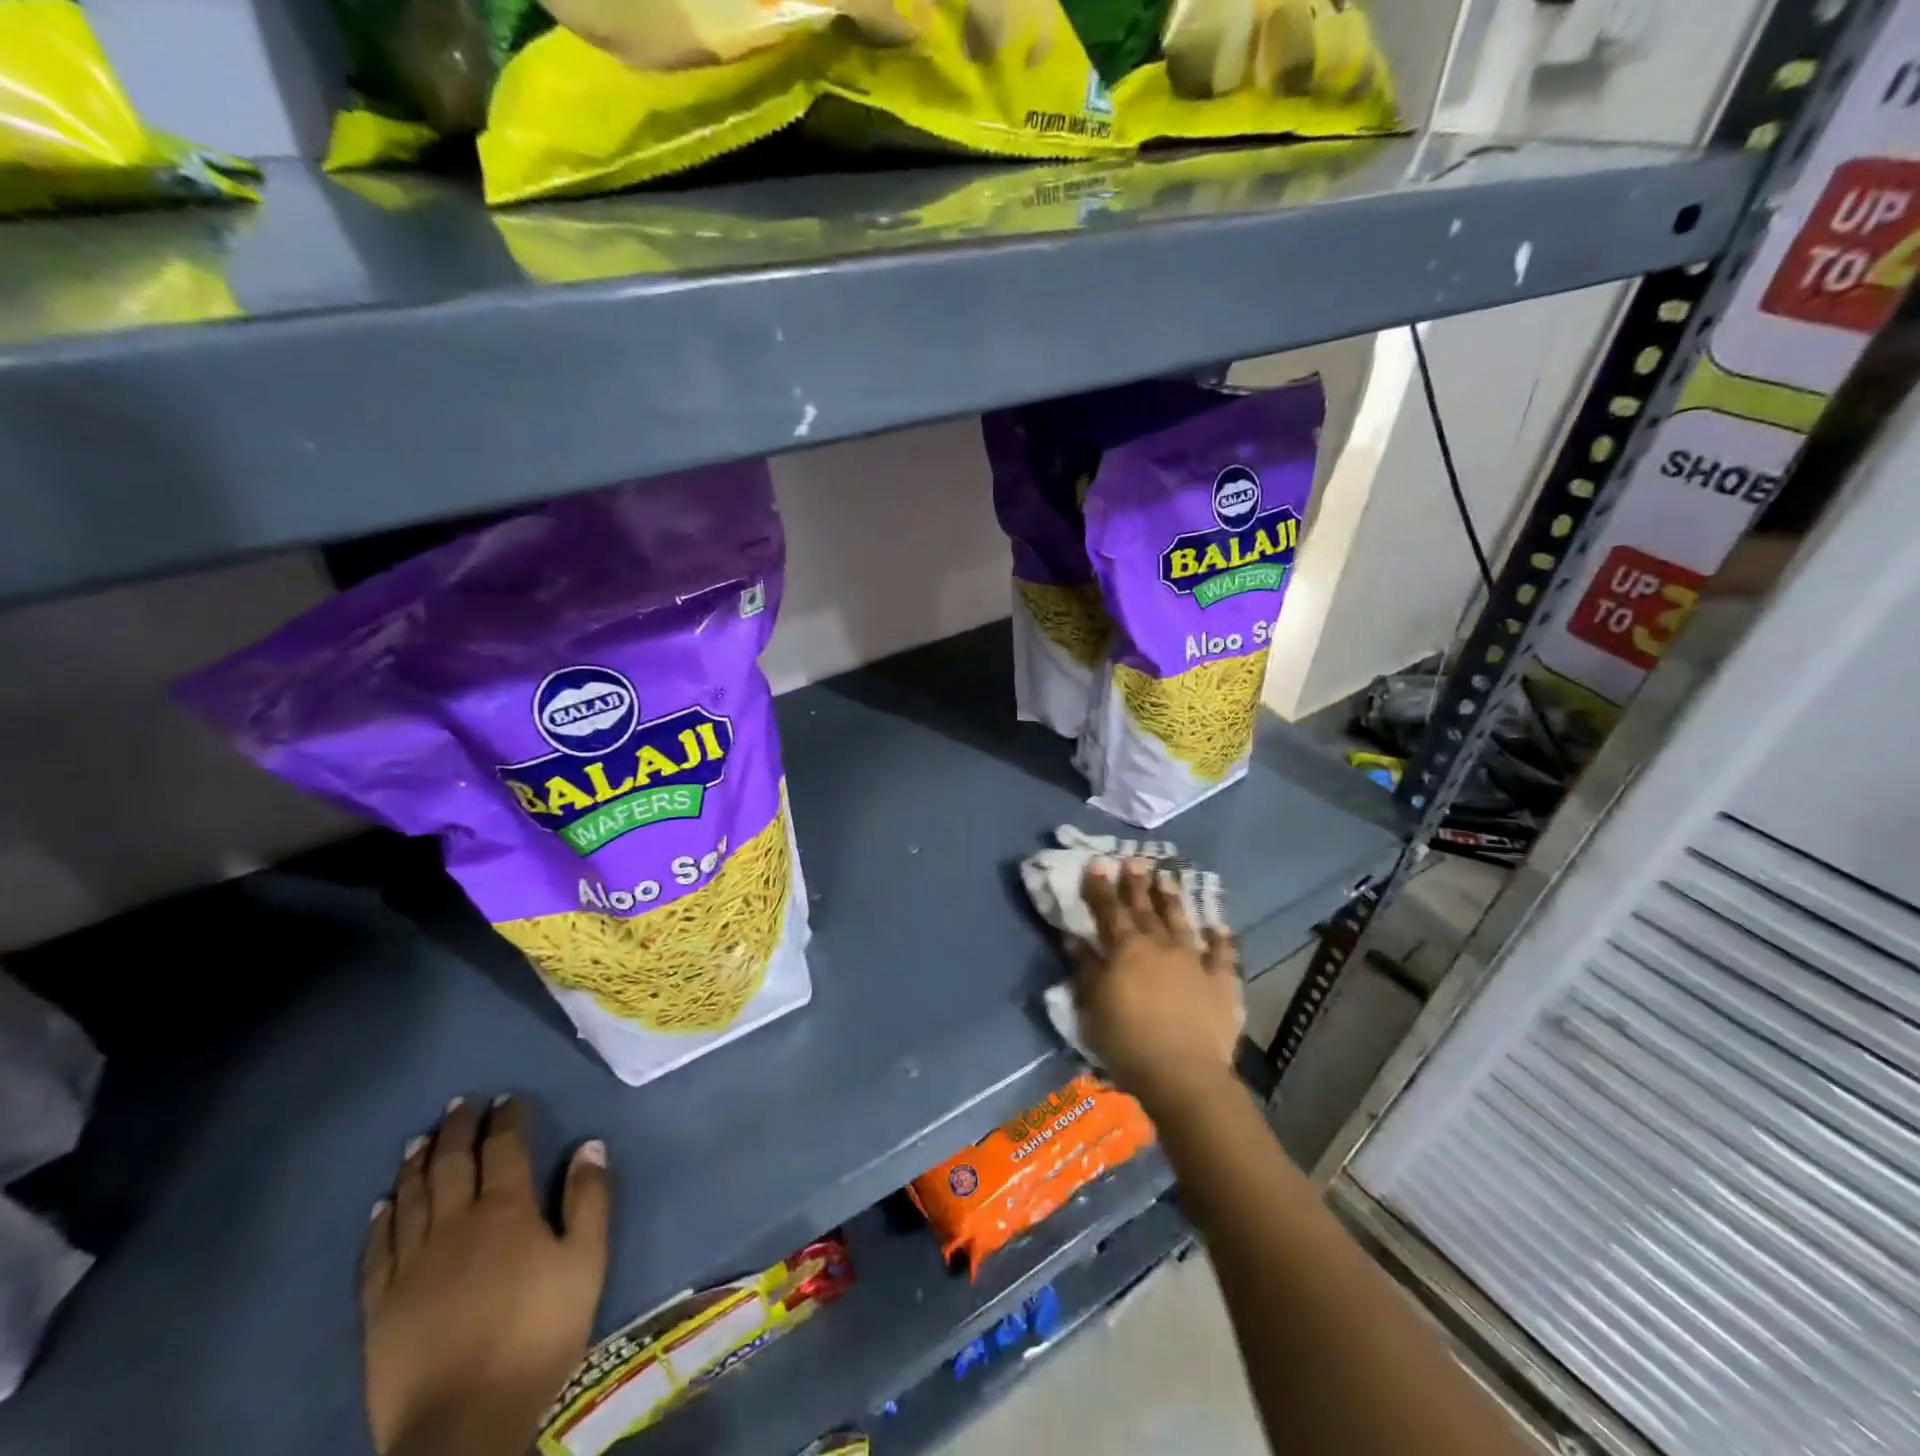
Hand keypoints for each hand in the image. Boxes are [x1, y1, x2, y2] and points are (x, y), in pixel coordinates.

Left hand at [362, 1097, 611, 1455]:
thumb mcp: (586, 1262)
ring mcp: (411, 1264)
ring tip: (422, 1138)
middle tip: (461, 1103)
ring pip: (411, 1198)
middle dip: (458, 1128)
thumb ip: (589, 1199)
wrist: (462, 1423)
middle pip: (451, 1163)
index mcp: (505, 1211)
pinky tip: (384, 1203)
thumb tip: (590, 1144)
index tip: (508, 1098)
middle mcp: (454, 1224)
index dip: (506, 1118)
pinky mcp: (380, 1304)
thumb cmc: (537, 1334)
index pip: (504, 1147)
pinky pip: (377, 1249)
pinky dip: (381, 1219)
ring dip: (417, 1163)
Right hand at [1072, 860, 1243, 1108]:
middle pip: (1144, 909)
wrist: (1182, 1072)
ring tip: (1167, 878)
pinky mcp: (1221, 983)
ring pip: (1181, 922)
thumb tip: (1074, 936)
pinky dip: (1221, 939)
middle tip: (1134, 861)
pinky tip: (1220, 927)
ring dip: (1172, 899)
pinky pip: (1223, 955)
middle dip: (1136, 884)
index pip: (1108, 910)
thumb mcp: (1092, 1003)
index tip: (1098, 863)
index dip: (1101, 886)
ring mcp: (1193, 961)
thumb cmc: (1126, 1040)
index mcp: (1125, 948)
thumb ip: (1085, 966)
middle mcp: (1159, 945)